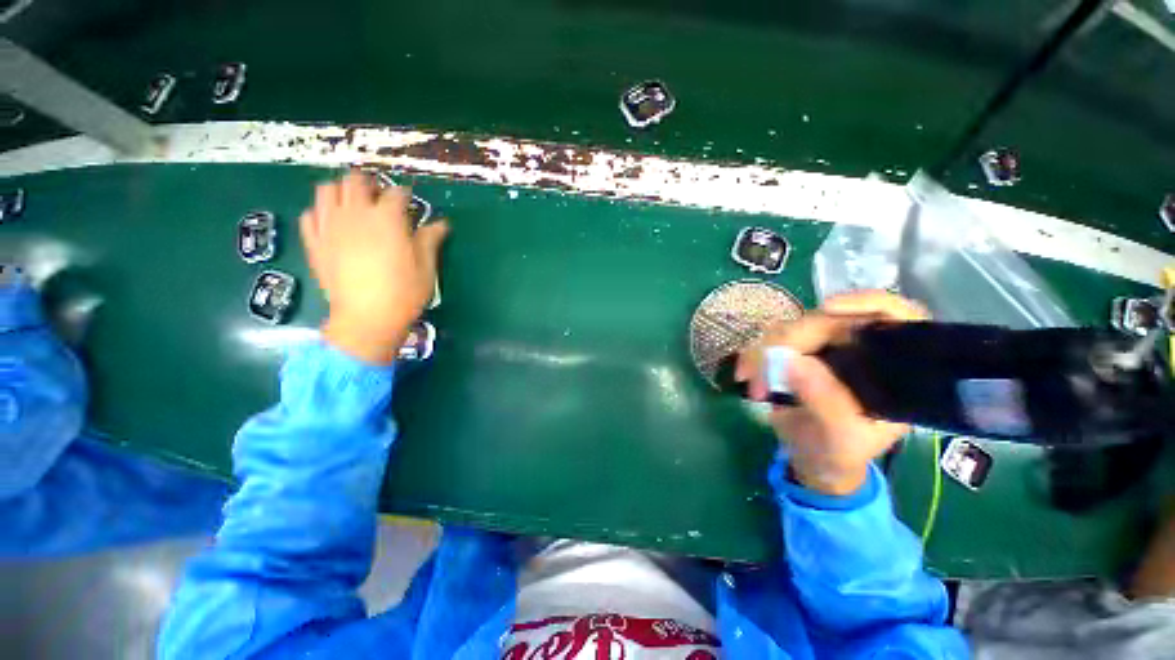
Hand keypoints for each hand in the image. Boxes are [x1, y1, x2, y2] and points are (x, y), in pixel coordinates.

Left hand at [300, 172, 448, 363]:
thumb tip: (441, 224)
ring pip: (327, 190)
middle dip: (370, 184)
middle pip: (356, 181)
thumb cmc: (404, 294)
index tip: (409, 201)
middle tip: (380, 198)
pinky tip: (333, 224)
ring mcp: (329, 227)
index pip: (395, 193)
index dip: (404, 194)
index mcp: (387, 219)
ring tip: (354, 204)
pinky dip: (321, 212)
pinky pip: (310, 215)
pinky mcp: (314, 242)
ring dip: (342, 191)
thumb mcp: (426, 268)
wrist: (366, 319)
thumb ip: (430, 240)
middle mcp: (355, 214)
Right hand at [736, 291, 927, 495]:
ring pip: (792, 329)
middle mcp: (860, 350)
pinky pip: (770, 342)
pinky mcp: (796, 353)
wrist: (811, 460)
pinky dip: (754, 355)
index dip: (866, 302)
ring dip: (764, 350)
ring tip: (750, 379)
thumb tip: (792, 362)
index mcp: (891, 368)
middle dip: (790, 340)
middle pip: (829, 321)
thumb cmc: (838, 453)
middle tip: (762, 366)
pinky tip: (745, 373)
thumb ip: (824, 402)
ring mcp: (825, 349)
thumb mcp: (840, 438)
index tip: (828, 307)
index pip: (895, 318)